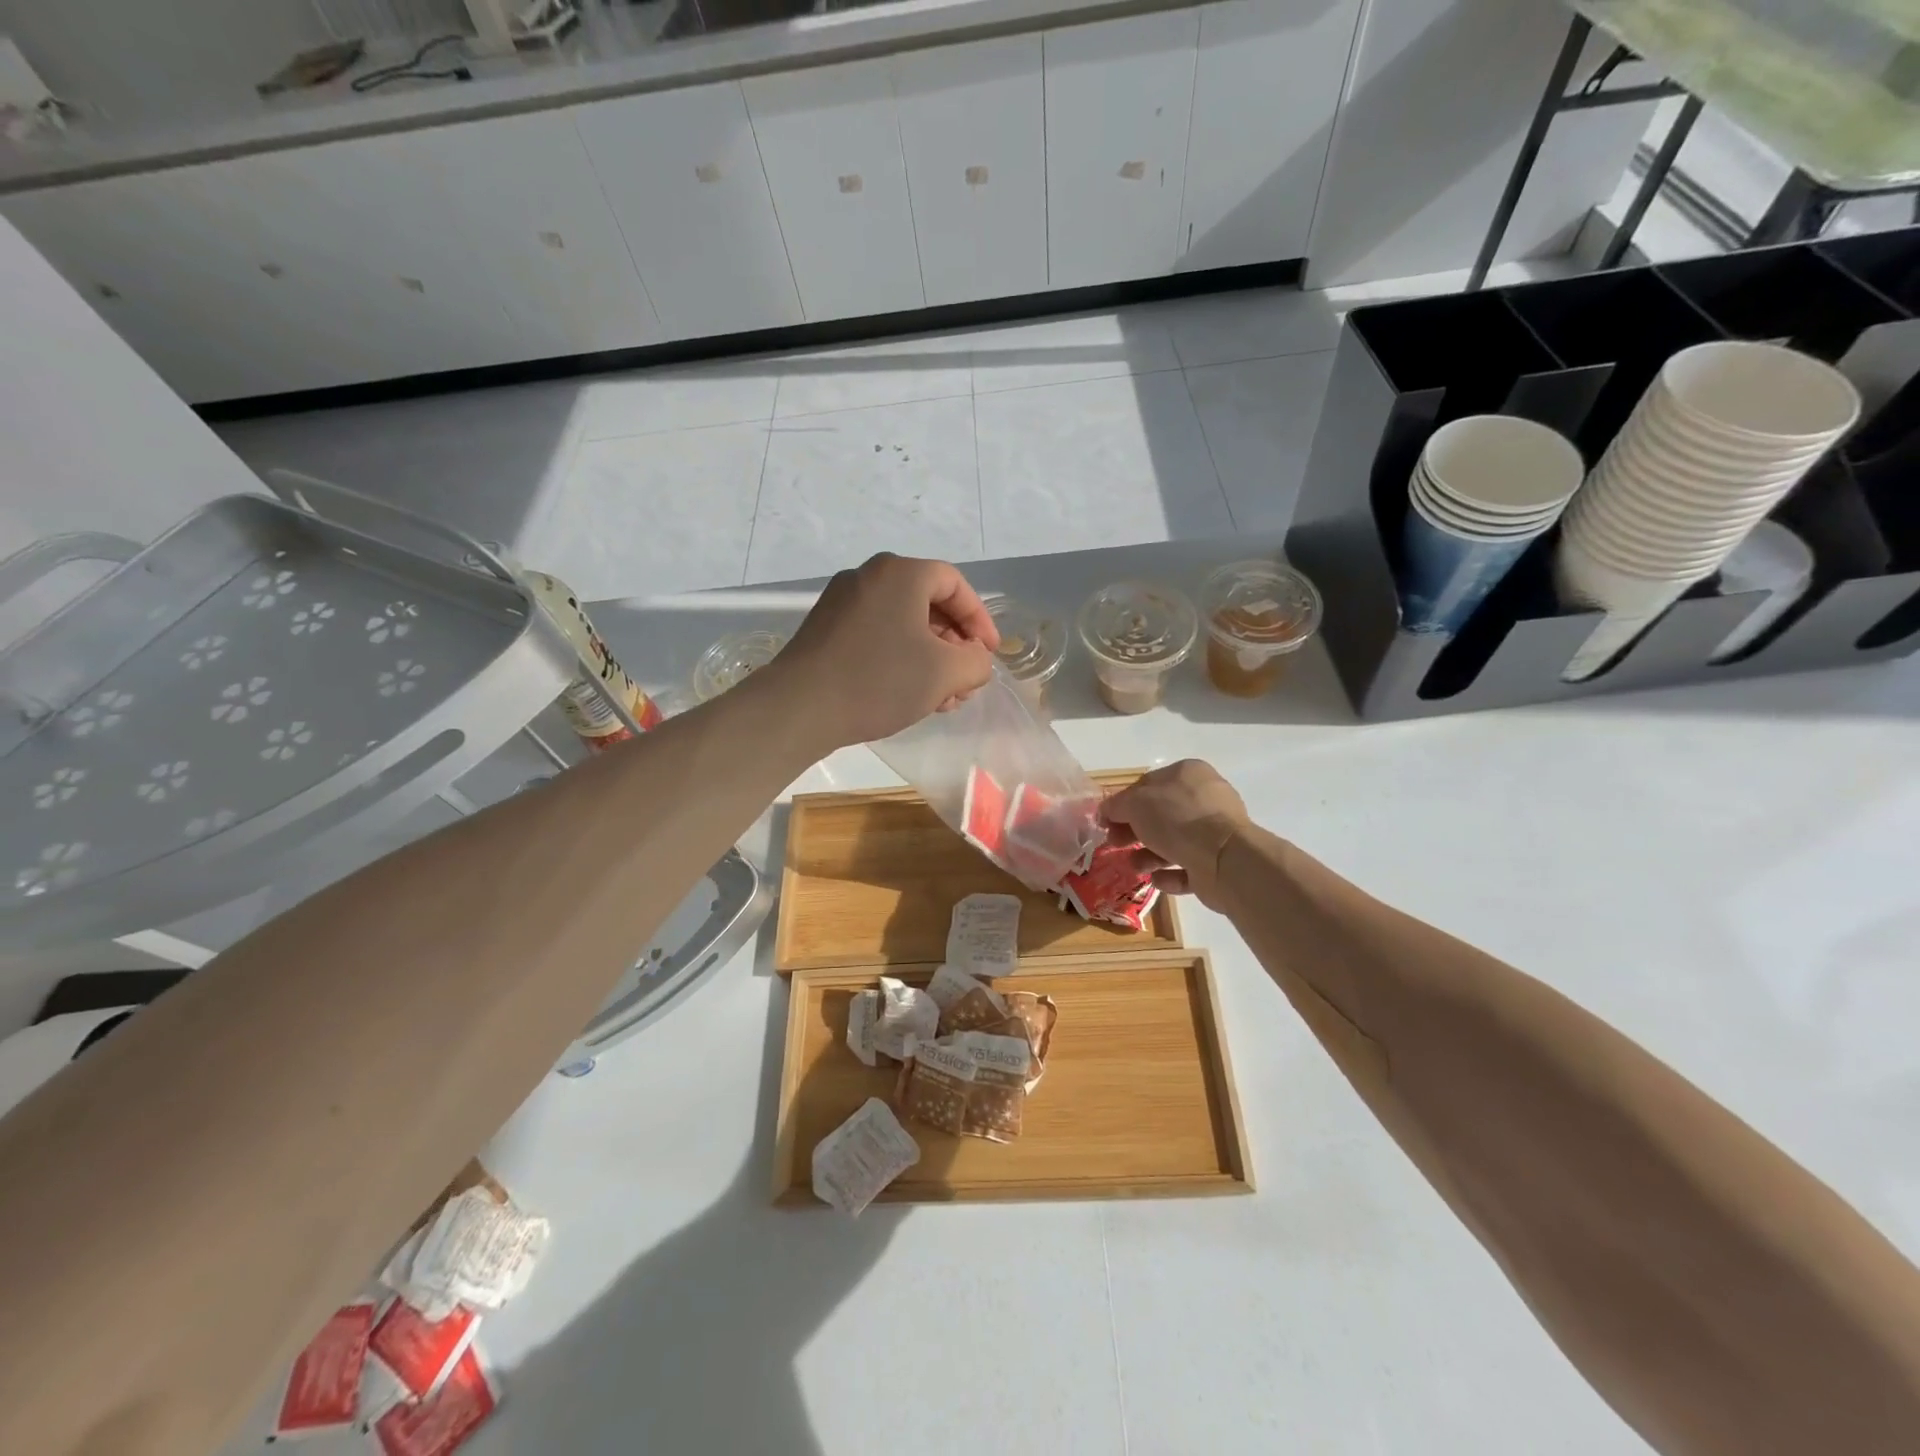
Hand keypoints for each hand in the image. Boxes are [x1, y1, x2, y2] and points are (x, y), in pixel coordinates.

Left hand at [768, 554, 999, 749]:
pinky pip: (877, 634)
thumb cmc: (879, 680)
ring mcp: (842, 602)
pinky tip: (908, 694)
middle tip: (965, 681)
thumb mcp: (944, 673)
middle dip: (954, 646)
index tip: (989, 655)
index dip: (980, 620)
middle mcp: (868, 576)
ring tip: (941, 698)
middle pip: (928, 604)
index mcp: (900, 574)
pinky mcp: (825, 629)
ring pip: (902, 623)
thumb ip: (976, 662)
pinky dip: (900, 658)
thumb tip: (975, 659)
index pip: (955, 585)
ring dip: (930, 658)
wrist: (799, 707)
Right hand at [1102, 760, 1248, 908]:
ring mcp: (1215, 832)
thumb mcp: (1135, 804)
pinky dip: (1170, 875)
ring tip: (1135, 867)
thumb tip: (1106, 811)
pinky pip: (1188, 868)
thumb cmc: (1177, 819)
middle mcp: (1205, 798)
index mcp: (1188, 774)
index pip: (1148, 784)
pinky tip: (1157, 880)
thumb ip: (1116, 805)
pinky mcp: (1218, 862)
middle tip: (1115, 844)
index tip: (1106, 822)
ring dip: (1149, 855)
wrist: (1223, 859)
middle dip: (1134, 831)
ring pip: (1174, 842)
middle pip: (1160, 815)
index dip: (1123, 802)